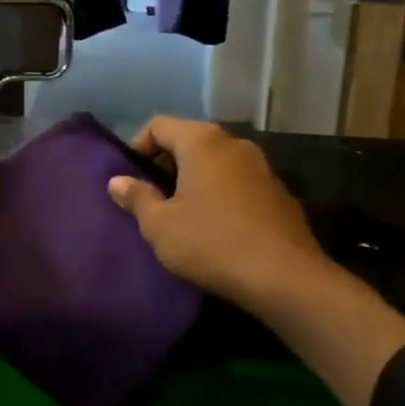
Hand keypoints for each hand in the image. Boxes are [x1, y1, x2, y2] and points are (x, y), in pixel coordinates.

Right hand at [106, 116, 332, 311]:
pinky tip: (216, 227)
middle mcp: (234, 144)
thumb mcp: (160, 225)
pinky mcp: (280, 194)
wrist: (287, 280)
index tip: (130, 177)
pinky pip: (238, 182)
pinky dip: (221, 193)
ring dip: (195, 179)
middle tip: (152, 195)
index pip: (159, 125)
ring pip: (216, 162)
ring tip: (182, 212)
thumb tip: (117, 181)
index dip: (138, 146)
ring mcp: (262, 168)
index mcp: (202, 142)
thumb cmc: (212, 243)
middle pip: (189, 140)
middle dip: (167, 163)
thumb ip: (136, 197)